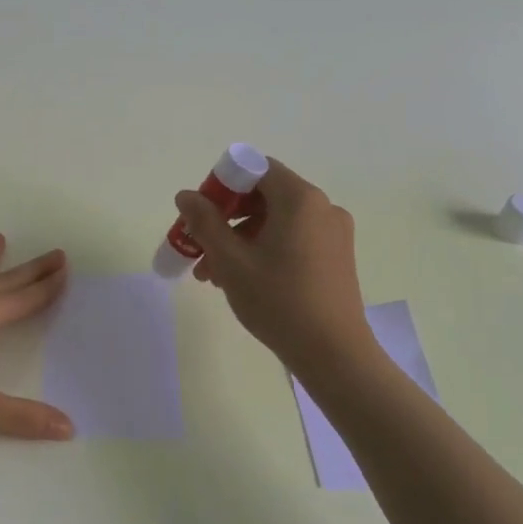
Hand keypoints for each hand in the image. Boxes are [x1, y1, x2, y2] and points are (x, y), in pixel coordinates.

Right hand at [176, 159, 372, 368]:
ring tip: (213, 274)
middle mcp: (322, 207)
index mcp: (300, 199)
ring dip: (240, 238)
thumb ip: (205, 221)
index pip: (255, 168)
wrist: (334, 354)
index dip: (222, 184)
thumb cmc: (279, 301)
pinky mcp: (336, 256)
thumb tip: (186, 195)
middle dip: (226, 218)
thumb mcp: (231, 260)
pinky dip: (264, 249)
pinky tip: (242, 279)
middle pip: (264, 195)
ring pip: (275, 221)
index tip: (200, 213)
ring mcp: (333, 232)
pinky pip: (292, 238)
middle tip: (199, 245)